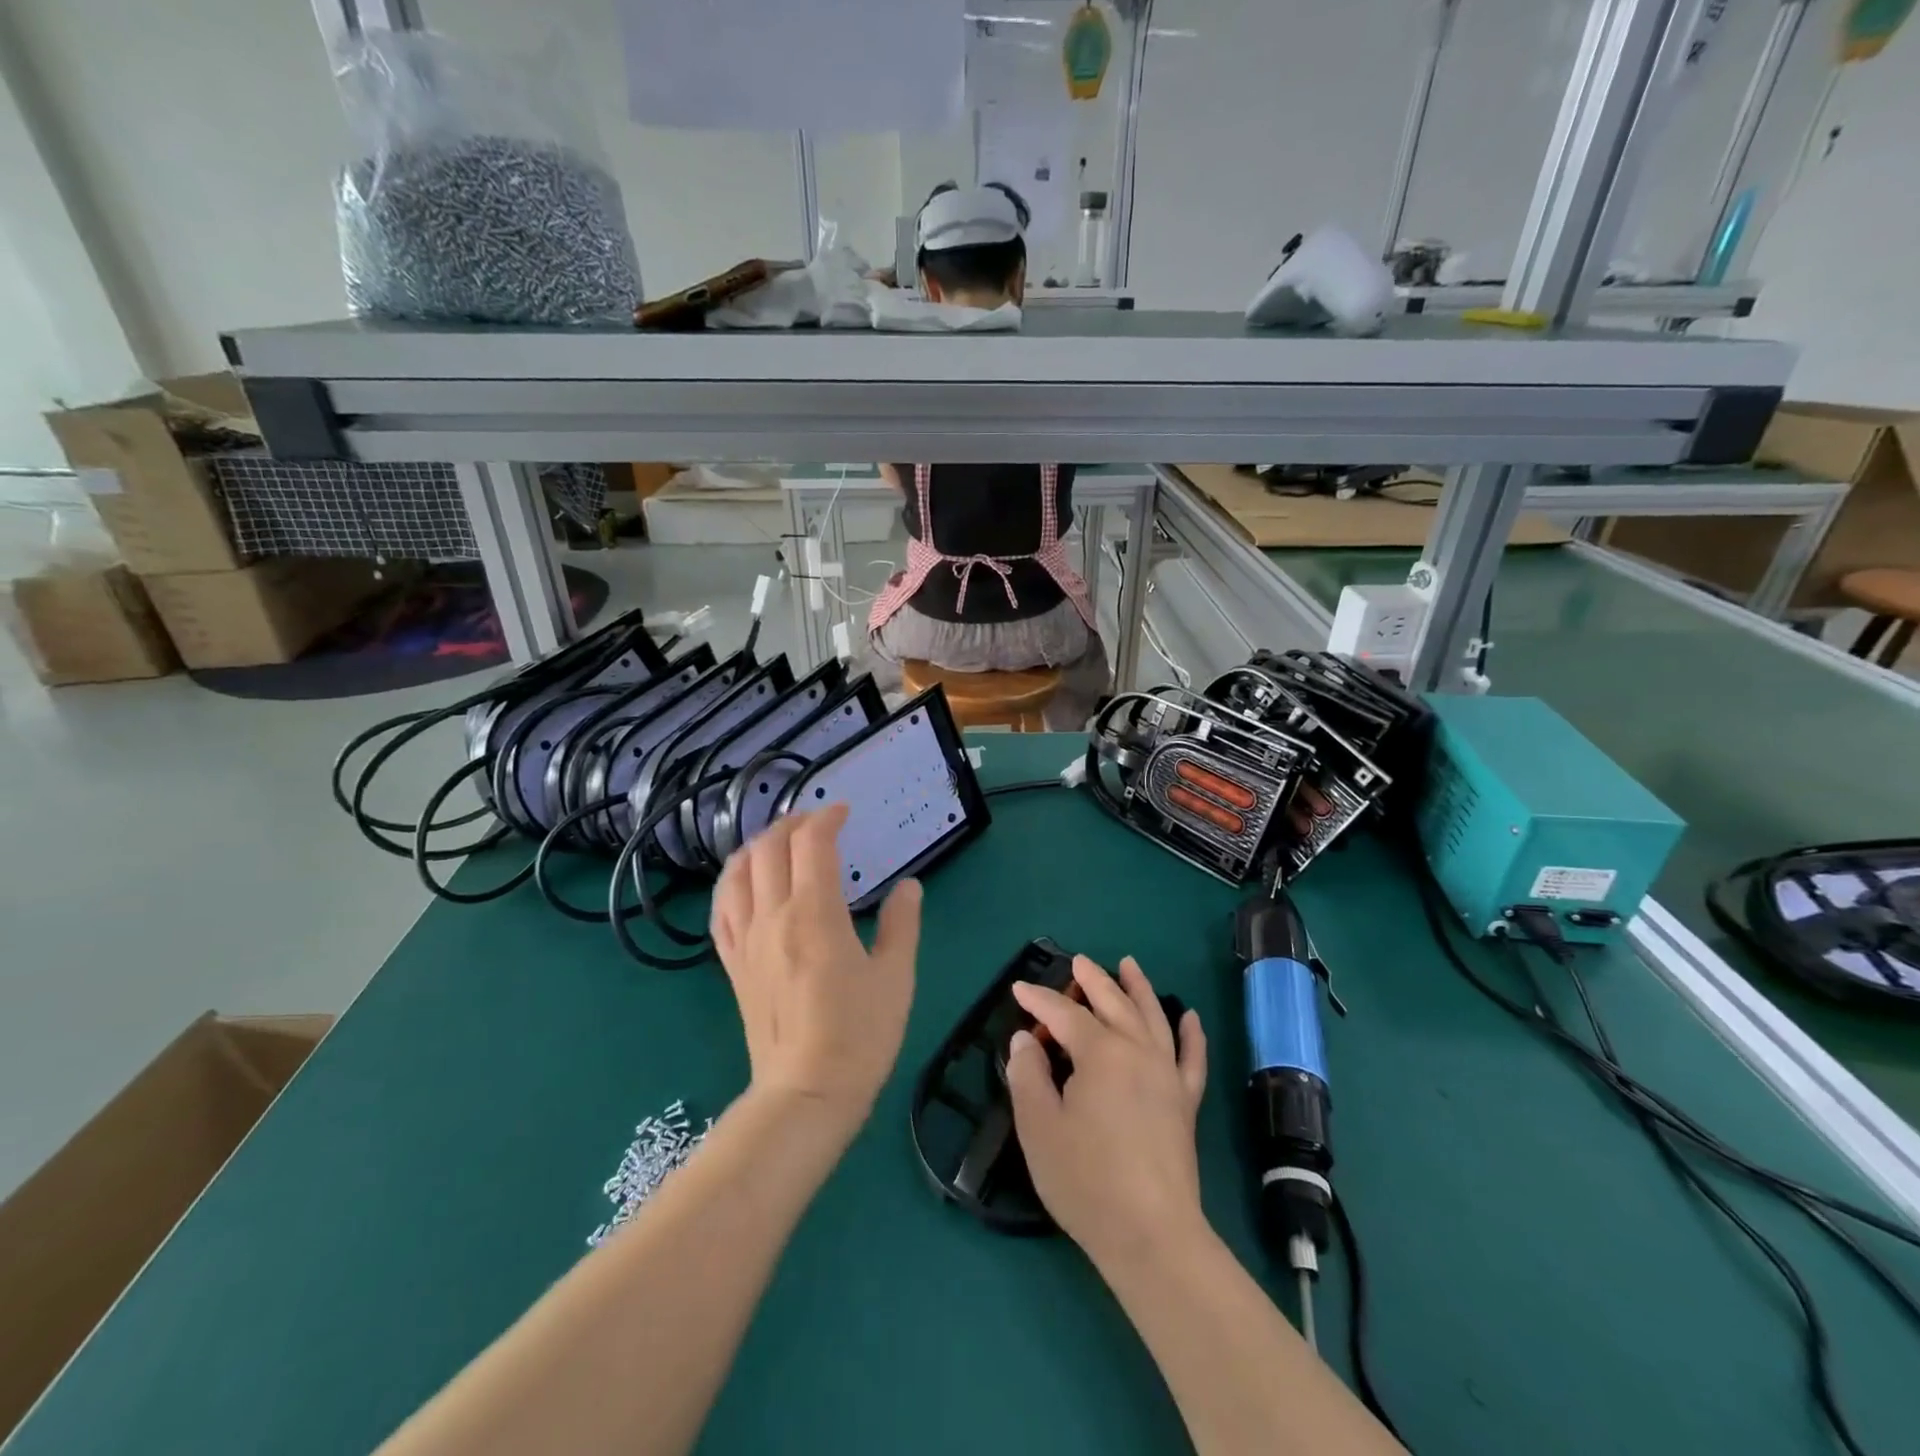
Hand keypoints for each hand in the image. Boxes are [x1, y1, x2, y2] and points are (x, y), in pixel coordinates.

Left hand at [710, 804, 920, 1120]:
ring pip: (737, 873)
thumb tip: (909, 887)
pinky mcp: (733, 965)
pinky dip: (731, 883)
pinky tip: (744, 883)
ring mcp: (747, 941)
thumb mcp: (895, 977)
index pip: (811, 844)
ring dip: (757, 846)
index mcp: (815, 914)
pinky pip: (721, 911)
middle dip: (792, 824)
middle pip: (769, 849)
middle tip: (817, 823)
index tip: (844, 812)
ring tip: (779, 843)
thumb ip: (901, 924)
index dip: (827, 818)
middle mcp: (773, 917)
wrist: (807, 1093)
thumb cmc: (859, 1035)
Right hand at [1006, 956, 1209, 1269]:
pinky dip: (1191, 1033)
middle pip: (1113, 1002)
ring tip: (1128, 964)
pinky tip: (1189, 1016)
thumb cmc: (1086, 1180)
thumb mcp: (1039, 1127)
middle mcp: (1137, 1050)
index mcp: (1100, 1053)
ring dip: (1138, 988)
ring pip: (1152, 1016)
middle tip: (1077, 961)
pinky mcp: (1186, 1101)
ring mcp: (1167, 1074)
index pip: (1064, 1014)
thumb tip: (1025, 1040)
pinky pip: (1191, 1057)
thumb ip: (1028, 1076)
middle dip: (1092, 980)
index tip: (1019, 989)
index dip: (1039, 1000)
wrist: (1152, 1235)